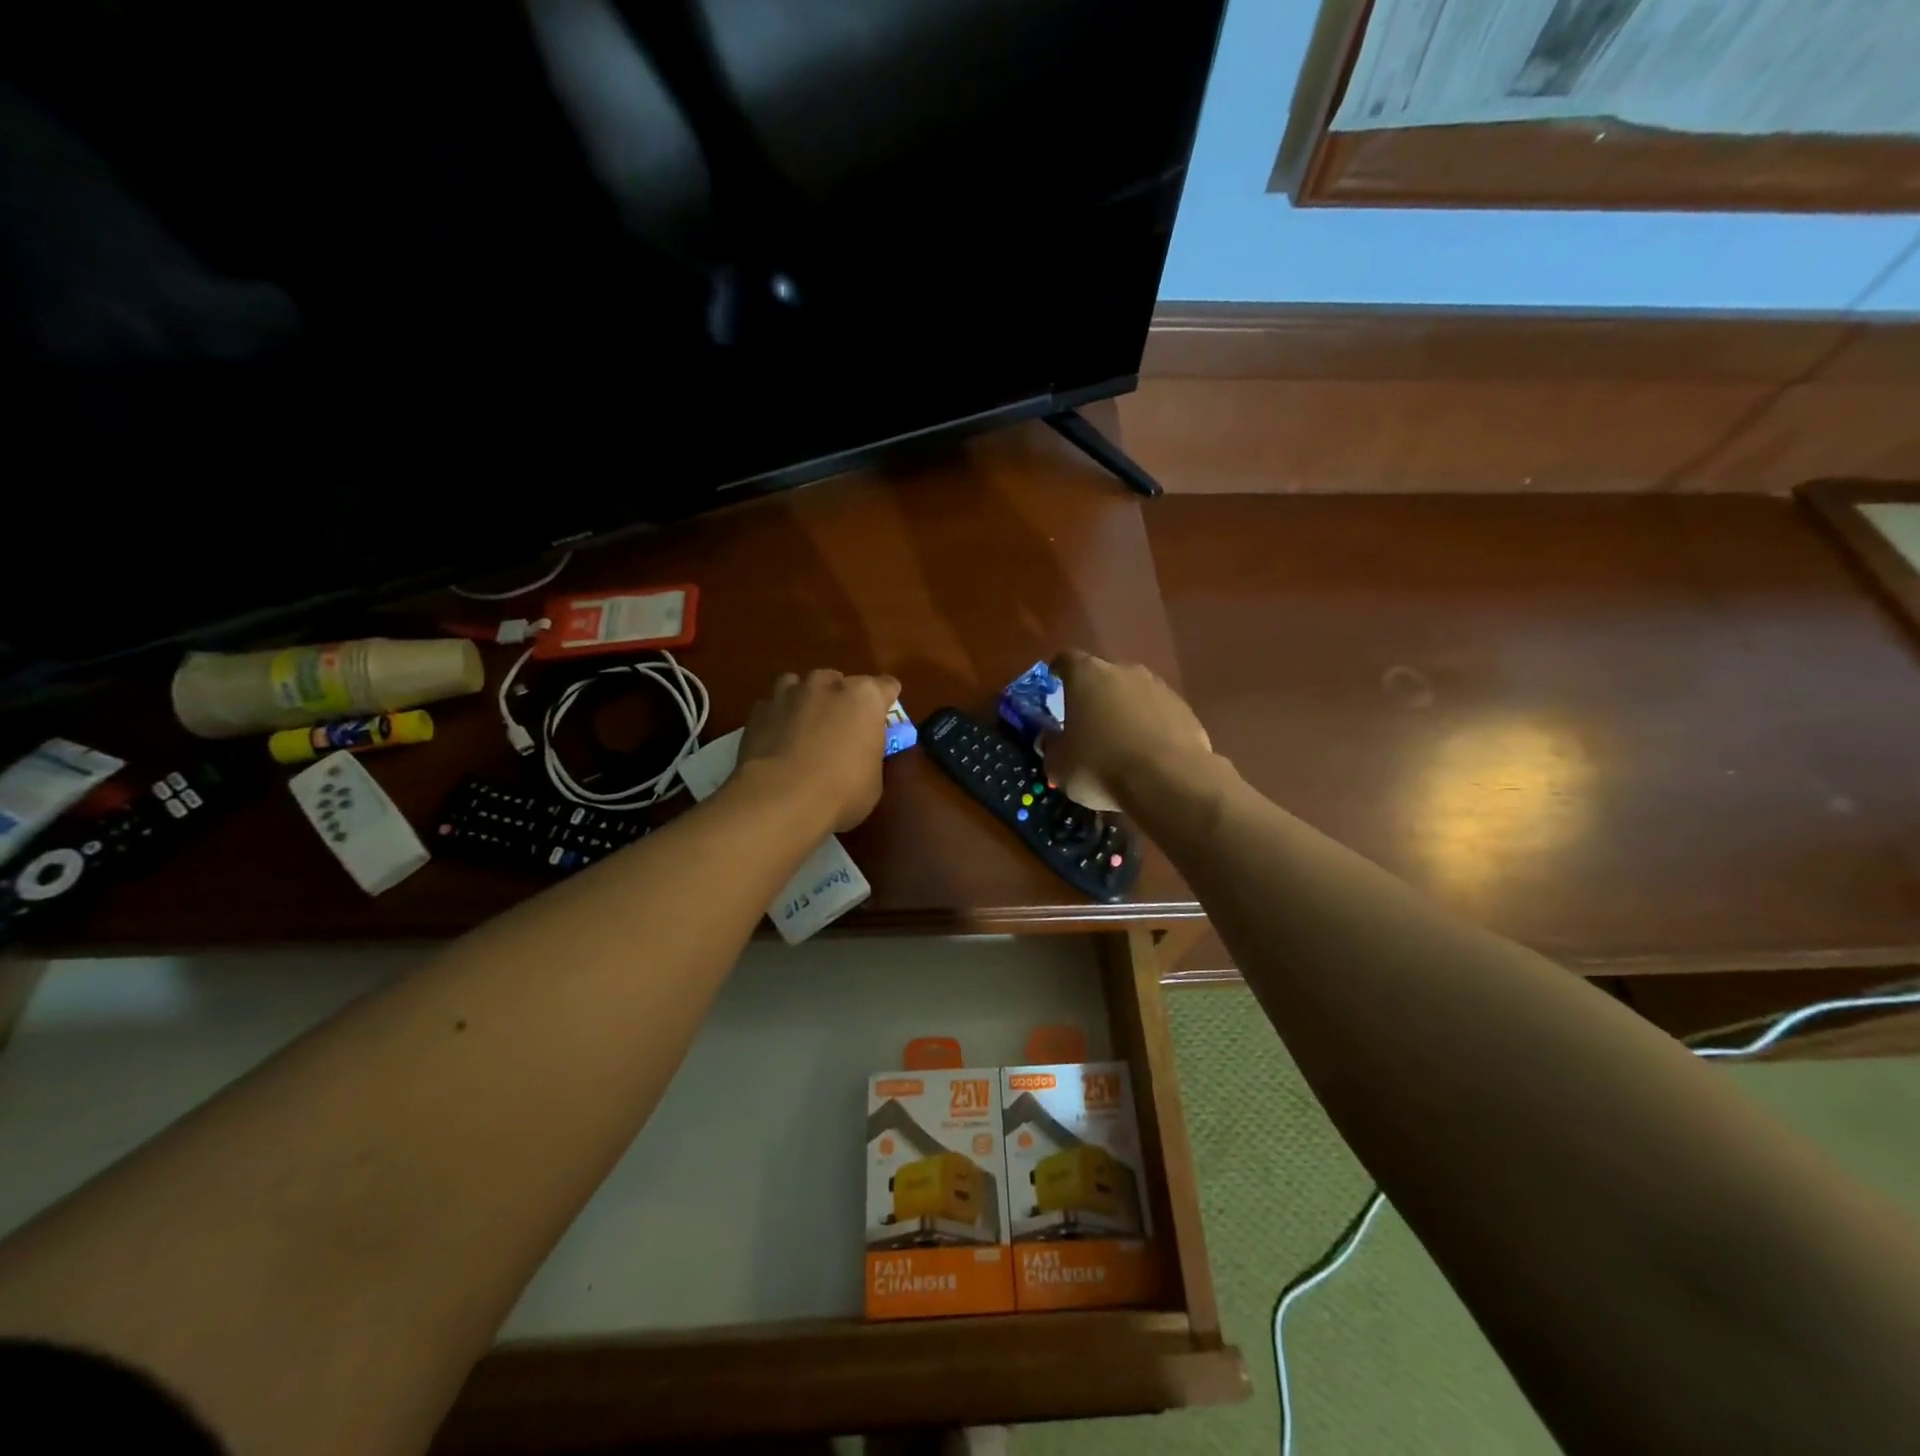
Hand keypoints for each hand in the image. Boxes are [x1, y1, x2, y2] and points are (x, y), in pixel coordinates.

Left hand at [736, 669, 901, 832]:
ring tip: (804, 726)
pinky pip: (772, 707)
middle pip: (839, 681)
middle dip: (841, 699)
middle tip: (841, 728)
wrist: (780, 799)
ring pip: (800, 685)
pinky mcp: (758, 711)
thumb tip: (862, 756)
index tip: (883, 718)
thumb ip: (869, 756)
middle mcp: (827, 685)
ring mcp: (789, 694)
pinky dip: (777, 718)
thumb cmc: (841, 792)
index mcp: (865, 698)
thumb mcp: (873, 781)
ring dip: (805, 700)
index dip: (886, 702)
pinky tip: (777, 741)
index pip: (886, 687)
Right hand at [1043, 650, 1211, 811]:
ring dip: (1125, 710)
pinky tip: (1147, 753)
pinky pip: (1159, 713)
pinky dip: (1151, 726)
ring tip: (1119, 741)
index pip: (1066, 660)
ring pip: (1133, 693)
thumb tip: (1050, 738)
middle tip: (1086, 722)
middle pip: (1103, 675)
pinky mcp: (1185, 709)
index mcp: (1086, 675)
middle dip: (1094, 694)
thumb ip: (1051, 746)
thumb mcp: (1059, 765)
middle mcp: (1124, 670)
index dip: (1058, 672)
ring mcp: (1159, 687)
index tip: (1054, 684)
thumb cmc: (1101, 766)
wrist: (1168, 780)